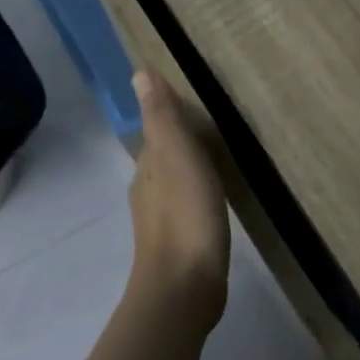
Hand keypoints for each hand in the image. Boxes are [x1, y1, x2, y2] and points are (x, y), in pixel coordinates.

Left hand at [125, 69, 228, 327]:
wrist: (184, 286)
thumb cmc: (185, 216)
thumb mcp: (177, 157)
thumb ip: (162, 118)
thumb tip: (139, 73)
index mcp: (148, 167)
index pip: (156, 131)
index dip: (171, 115)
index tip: (197, 102)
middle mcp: (148, 190)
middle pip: (164, 156)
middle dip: (182, 140)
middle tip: (216, 126)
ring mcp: (162, 220)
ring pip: (175, 182)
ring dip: (191, 168)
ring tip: (220, 159)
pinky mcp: (181, 243)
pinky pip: (188, 205)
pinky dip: (199, 194)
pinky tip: (216, 198)